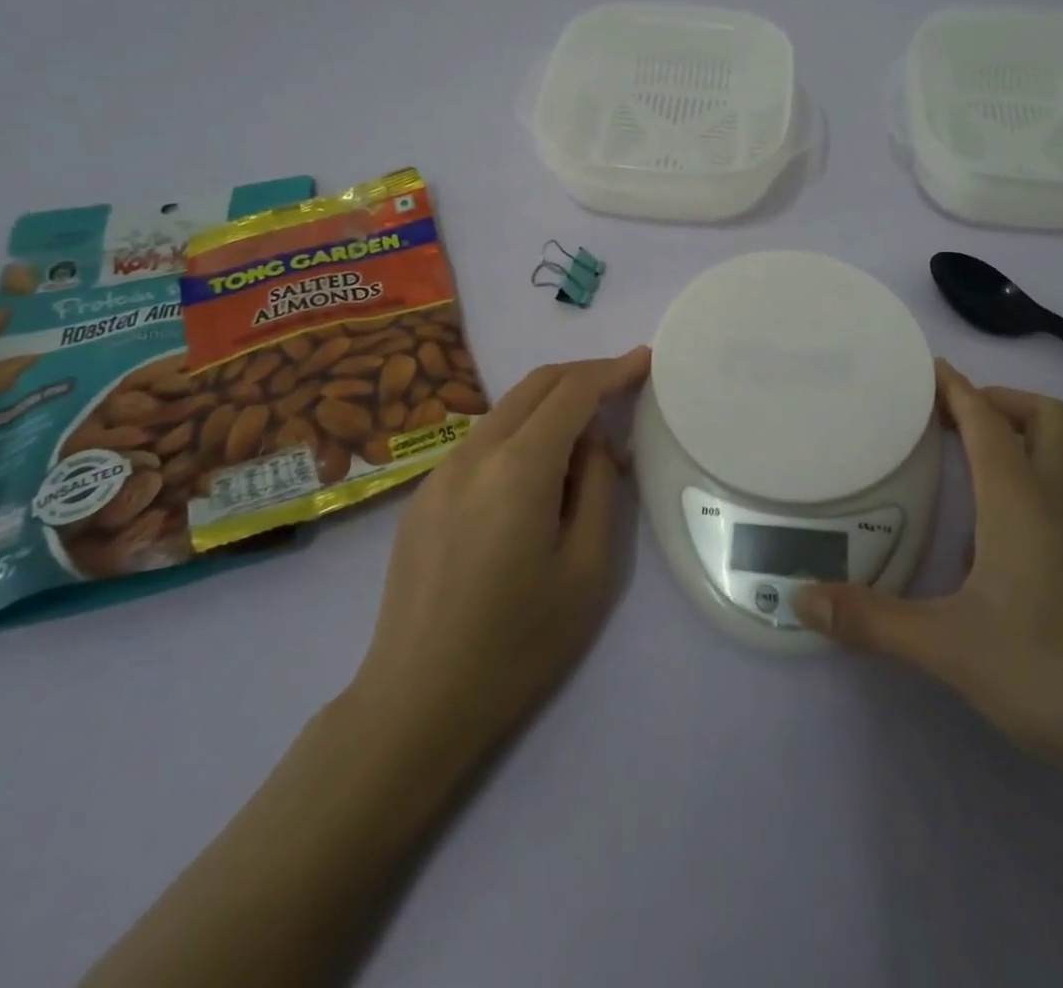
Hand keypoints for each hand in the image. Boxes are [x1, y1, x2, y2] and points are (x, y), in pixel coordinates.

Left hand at [345, 347, 650, 763]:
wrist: (417, 702)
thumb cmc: (518, 643)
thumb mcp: (588, 570)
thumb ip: (600, 489)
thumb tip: (595, 444)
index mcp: (518, 468)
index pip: (572, 391)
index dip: (613, 370)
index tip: (645, 360)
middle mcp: (473, 453)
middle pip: (535, 385)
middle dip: (583, 375)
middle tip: (623, 386)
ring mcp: (441, 472)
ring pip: (506, 410)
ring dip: (552, 404)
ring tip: (588, 438)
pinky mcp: (424, 495)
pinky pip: (484, 441)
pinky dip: (522, 433)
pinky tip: (540, 474)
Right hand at [794, 360, 1062, 780]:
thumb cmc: (1061, 673)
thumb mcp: (952, 649)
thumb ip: (873, 622)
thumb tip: (801, 599)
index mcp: (1023, 501)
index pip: (987, 420)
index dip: (955, 387)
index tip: (925, 367)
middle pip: (1044, 420)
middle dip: (998, 403)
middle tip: (949, 420)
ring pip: (1059, 465)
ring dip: (1015, 451)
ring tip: (960, 484)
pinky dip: (1028, 502)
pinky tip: (993, 562)